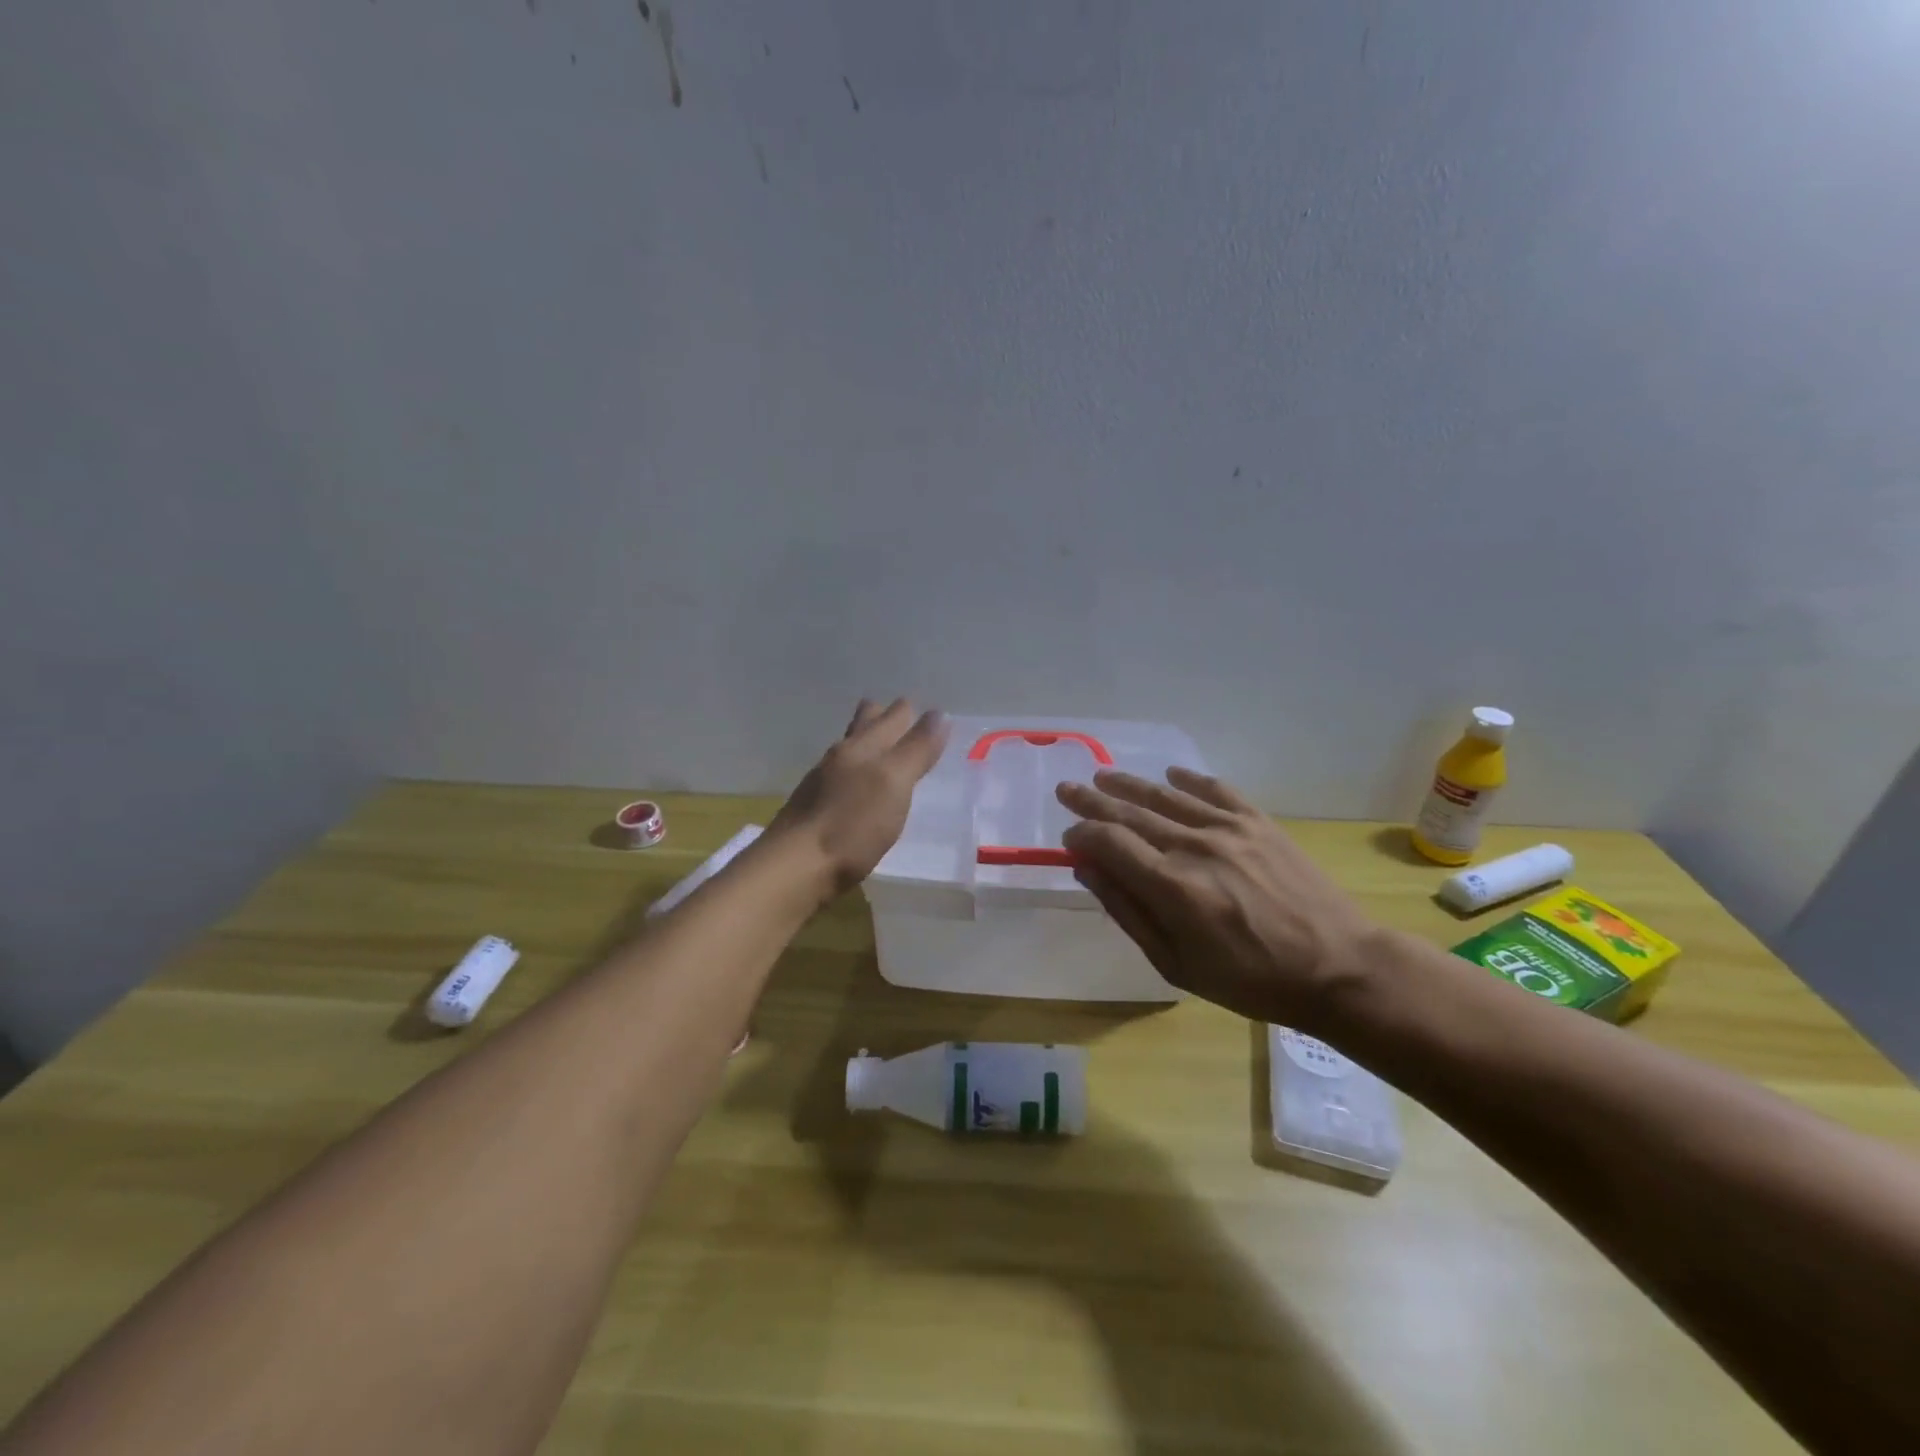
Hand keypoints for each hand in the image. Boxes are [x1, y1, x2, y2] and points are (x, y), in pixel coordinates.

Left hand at [769, 699, 948, 896]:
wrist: (795, 867)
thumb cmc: (852, 825)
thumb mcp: (895, 783)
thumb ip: (917, 749)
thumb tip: (939, 713)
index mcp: (863, 746)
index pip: (892, 717)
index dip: (908, 712)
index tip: (927, 711)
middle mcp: (840, 757)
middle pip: (863, 725)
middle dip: (881, 716)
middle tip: (900, 716)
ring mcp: (821, 783)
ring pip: (849, 751)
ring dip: (866, 744)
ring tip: (881, 749)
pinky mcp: (813, 809)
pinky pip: (839, 779)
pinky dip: (854, 774)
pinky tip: (857, 790)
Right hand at [1056, 768, 1384, 1027]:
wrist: (1338, 967)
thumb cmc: (1251, 980)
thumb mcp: (1177, 964)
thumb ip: (1128, 912)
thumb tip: (1088, 869)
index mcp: (1171, 886)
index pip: (1109, 842)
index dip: (1082, 835)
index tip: (1069, 839)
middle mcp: (1194, 846)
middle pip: (1130, 811)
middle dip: (1092, 800)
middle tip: (1067, 789)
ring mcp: (1229, 828)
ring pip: (1165, 796)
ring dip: (1129, 783)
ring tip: (1103, 775)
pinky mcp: (1258, 822)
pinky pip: (1215, 789)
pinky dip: (1188, 779)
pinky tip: (1171, 774)